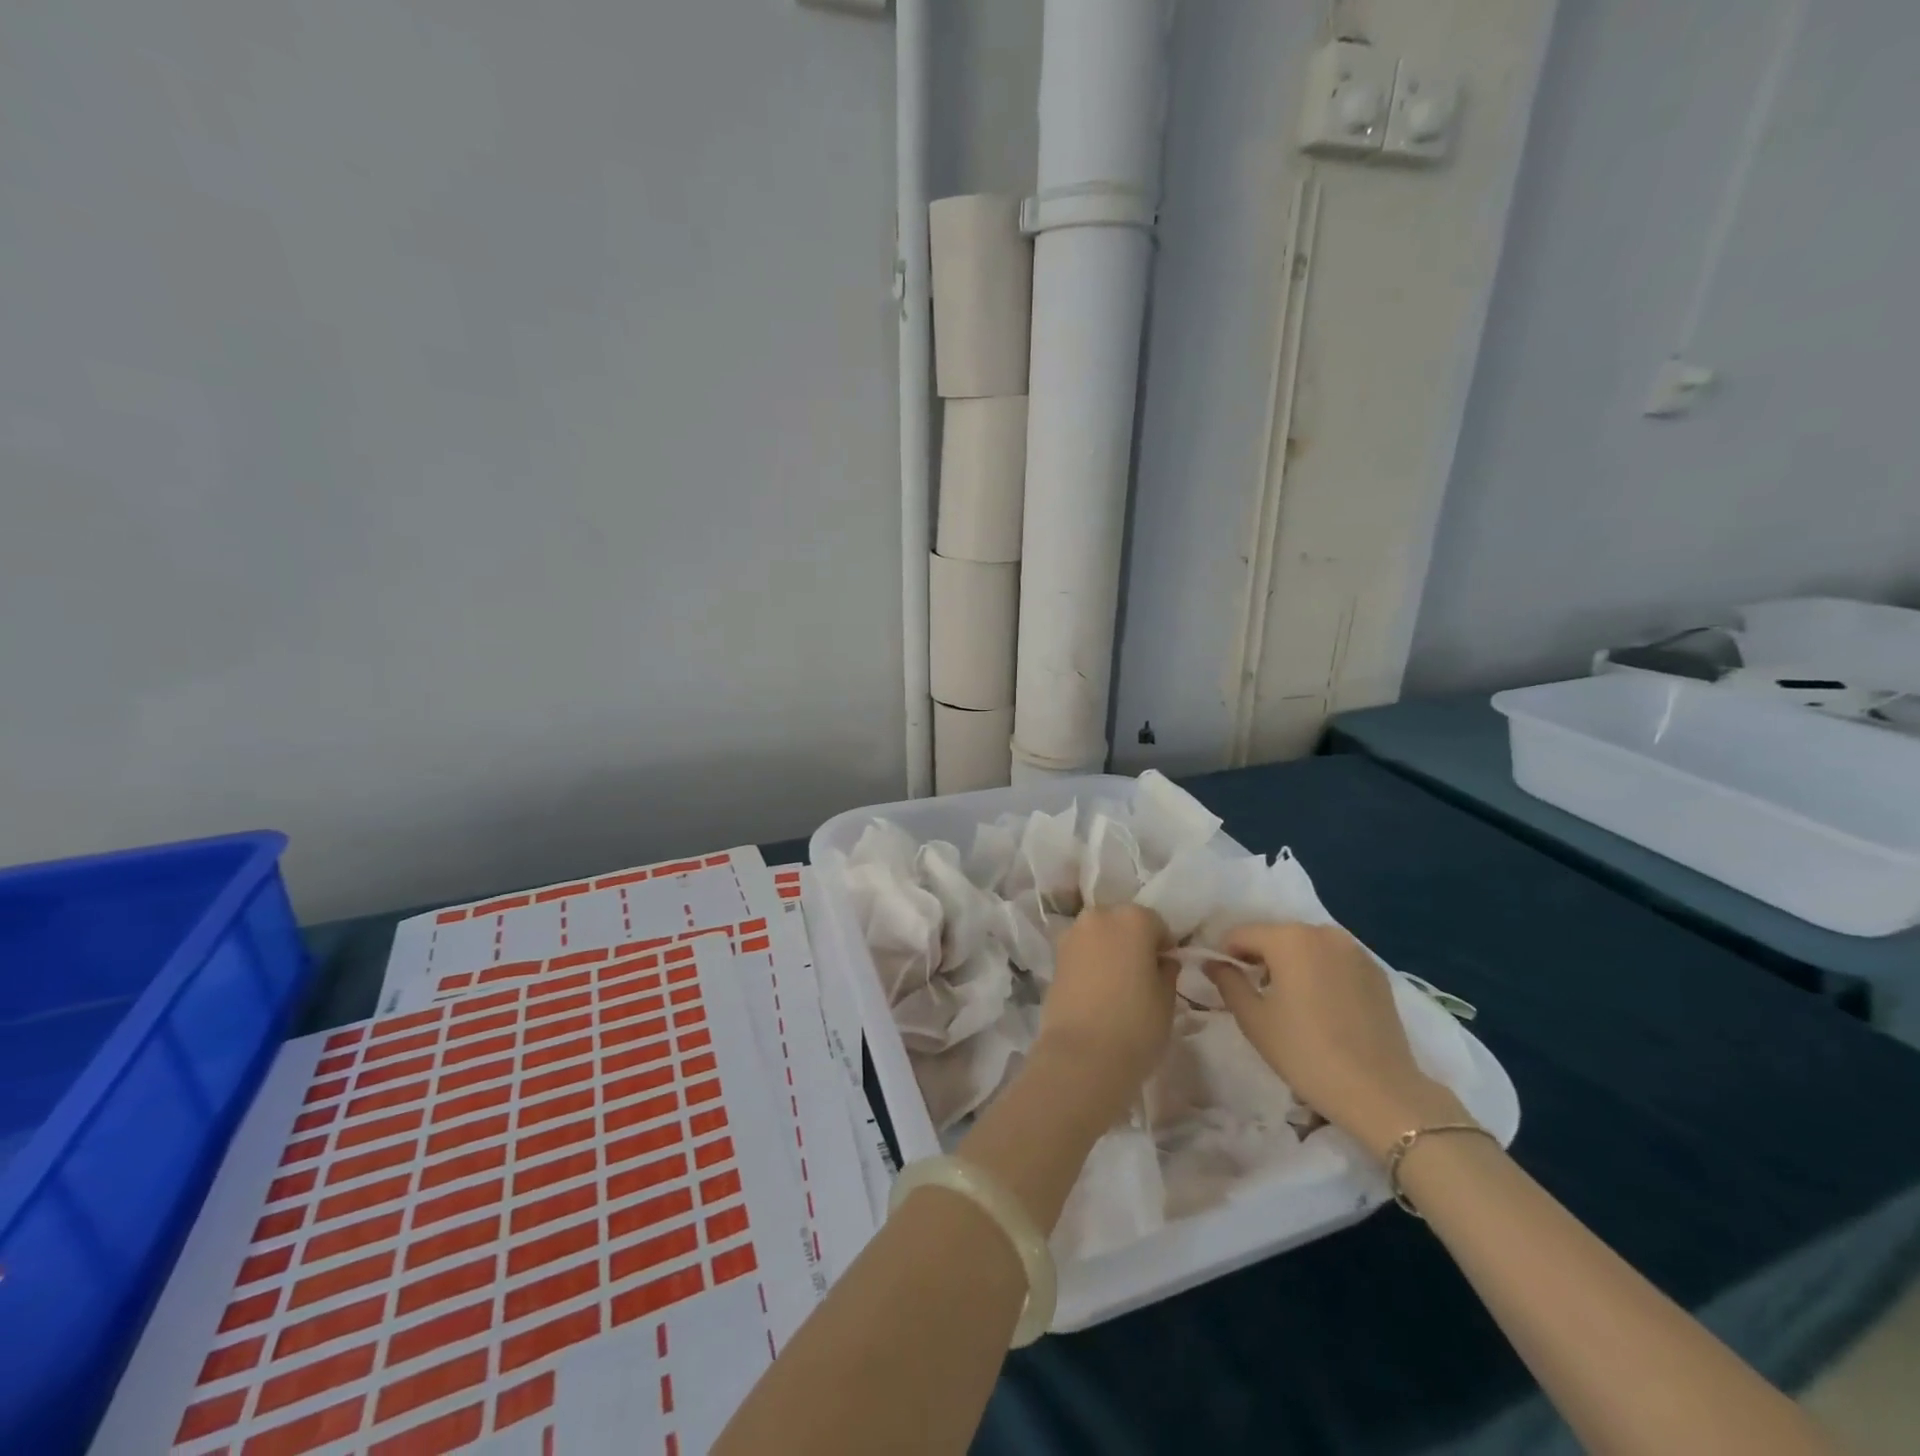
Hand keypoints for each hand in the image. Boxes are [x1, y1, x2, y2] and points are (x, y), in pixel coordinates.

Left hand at [1036, 904, 1174, 1113]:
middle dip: (1133, 943)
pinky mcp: (1054, 958)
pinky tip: (1097, 992)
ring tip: (1117, 986)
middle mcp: (1099, 917)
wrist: (1081, 1055)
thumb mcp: (1167, 1000)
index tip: (1166, 971)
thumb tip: (1162, 962)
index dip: (1163, 947)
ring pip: (1099, 936)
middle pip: (1122, 924)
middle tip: (1142, 977)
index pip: (1156, 924)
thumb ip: (1167, 972)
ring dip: (1109, 951)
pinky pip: (1081, 953)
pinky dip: (1090, 964)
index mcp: (1132, 919)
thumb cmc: (1136, 1025)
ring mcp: (1071, 935)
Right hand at [1210, 922, 1467, 1160]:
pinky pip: (1334, 961)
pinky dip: (1321, 973)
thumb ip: (1228, 982)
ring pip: (1307, 947)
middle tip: (1257, 995)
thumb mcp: (1254, 1019)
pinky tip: (1323, 1008)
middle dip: (1261, 958)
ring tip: (1292, 1003)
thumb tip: (1213, 963)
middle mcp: (1323, 933)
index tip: (1224, 982)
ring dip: (1292, 964)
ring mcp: (1355, 950)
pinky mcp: (1377, 972)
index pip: (1241, 935)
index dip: (1226, 956)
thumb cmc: (1306, 1053)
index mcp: (1289, 938)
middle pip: (1276, 937)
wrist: (1380, 1093)